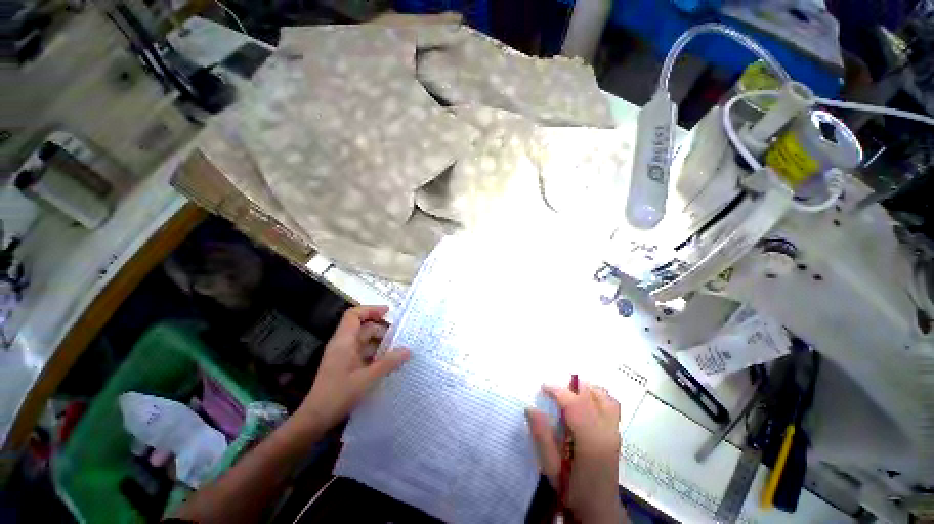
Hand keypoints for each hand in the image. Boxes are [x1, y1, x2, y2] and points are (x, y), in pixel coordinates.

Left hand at [295, 305, 410, 433]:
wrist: (315, 418)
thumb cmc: (338, 395)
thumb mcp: (367, 378)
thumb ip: (389, 363)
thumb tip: (408, 350)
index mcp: (344, 341)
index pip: (354, 315)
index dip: (371, 310)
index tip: (388, 312)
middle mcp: (343, 344)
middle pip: (363, 328)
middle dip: (382, 330)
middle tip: (401, 337)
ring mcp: (344, 355)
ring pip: (365, 341)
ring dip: (381, 343)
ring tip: (399, 350)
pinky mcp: (346, 365)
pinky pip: (364, 353)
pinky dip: (376, 354)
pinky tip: (388, 363)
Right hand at [526, 382, 625, 523]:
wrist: (599, 510)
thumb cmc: (572, 490)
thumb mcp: (551, 468)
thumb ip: (542, 437)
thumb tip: (530, 408)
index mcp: (590, 441)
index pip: (575, 404)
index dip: (558, 390)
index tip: (543, 387)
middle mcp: (606, 431)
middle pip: (591, 395)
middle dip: (571, 386)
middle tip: (554, 391)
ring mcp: (614, 431)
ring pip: (605, 396)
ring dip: (587, 389)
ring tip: (570, 393)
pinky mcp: (617, 433)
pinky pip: (610, 404)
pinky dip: (597, 396)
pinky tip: (585, 403)